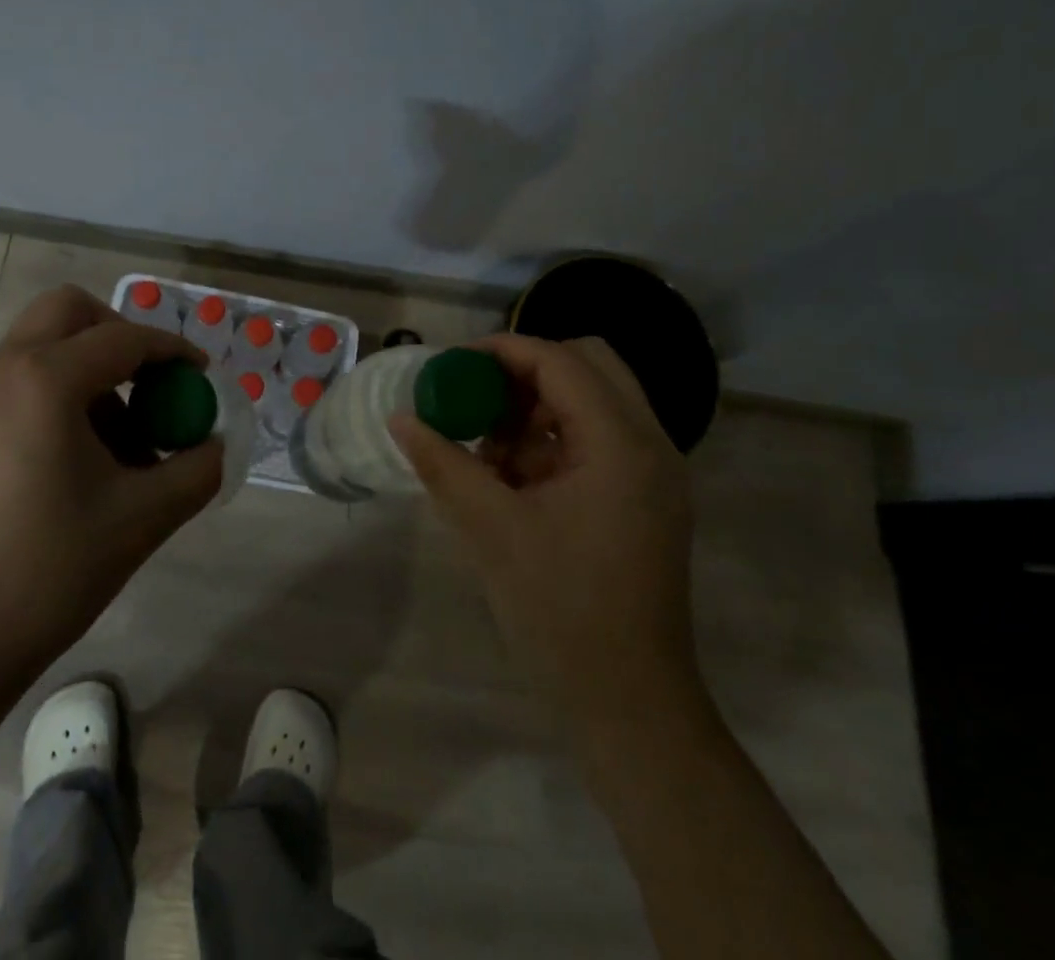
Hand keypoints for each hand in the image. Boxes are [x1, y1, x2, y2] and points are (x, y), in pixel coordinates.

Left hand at [0, 285, 223, 677]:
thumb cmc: (51, 570)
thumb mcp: (144, 517)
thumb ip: (198, 469)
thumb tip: (217, 443)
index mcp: (45, 380)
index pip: (125, 337)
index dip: (172, 350)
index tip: (202, 375)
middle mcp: (4, 371)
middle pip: (69, 310)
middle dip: (119, 333)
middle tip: (150, 381)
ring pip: (44, 344)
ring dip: (91, 367)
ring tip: (123, 439)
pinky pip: (23, 379)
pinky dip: (62, 391)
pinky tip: (84, 457)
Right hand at [391, 335, 704, 735]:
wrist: (629, 704)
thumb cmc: (561, 612)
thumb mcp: (491, 530)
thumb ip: (444, 464)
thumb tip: (400, 419)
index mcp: (622, 444)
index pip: (560, 361)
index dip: (502, 351)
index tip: (452, 365)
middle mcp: (650, 444)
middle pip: (588, 364)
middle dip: (525, 371)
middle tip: (477, 395)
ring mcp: (653, 473)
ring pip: (593, 399)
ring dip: (538, 405)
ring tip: (487, 445)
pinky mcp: (644, 498)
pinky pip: (596, 438)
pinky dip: (551, 438)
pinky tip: (511, 476)